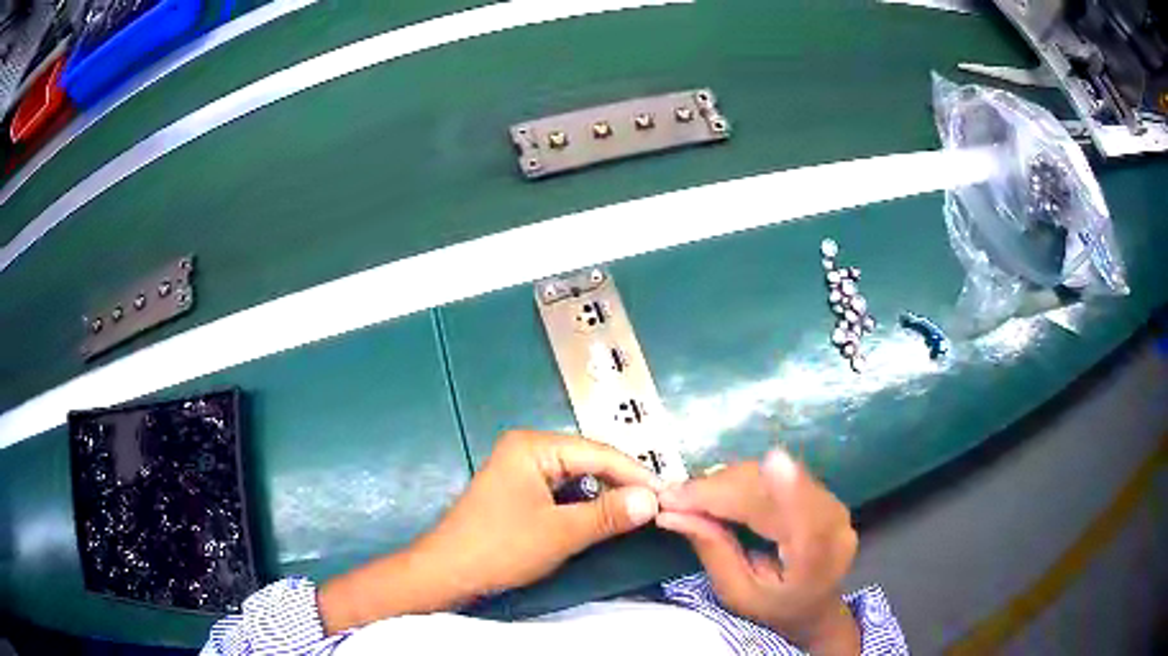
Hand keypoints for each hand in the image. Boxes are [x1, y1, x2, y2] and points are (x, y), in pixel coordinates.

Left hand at [319, 431, 660, 632]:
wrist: (448, 572)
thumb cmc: (501, 547)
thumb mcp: (560, 532)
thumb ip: (609, 513)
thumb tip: (653, 499)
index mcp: (533, 445)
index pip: (598, 452)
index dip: (636, 473)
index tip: (668, 493)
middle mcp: (527, 447)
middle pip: (587, 460)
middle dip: (622, 482)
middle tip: (657, 502)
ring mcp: (520, 468)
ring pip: (576, 475)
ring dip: (605, 492)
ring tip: (638, 508)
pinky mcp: (518, 489)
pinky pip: (562, 489)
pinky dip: (585, 501)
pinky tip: (603, 514)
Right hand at [656, 449, 859, 654]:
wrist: (815, 604)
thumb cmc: (773, 607)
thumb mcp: (738, 594)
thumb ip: (713, 552)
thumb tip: (671, 513)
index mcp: (819, 561)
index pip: (805, 522)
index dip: (782, 490)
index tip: (737, 473)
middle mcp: (834, 524)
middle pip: (777, 493)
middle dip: (721, 489)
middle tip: (674, 497)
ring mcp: (831, 501)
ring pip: (775, 476)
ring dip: (727, 480)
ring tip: (690, 496)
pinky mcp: (821, 489)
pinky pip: (777, 473)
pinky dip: (741, 478)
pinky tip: (716, 488)